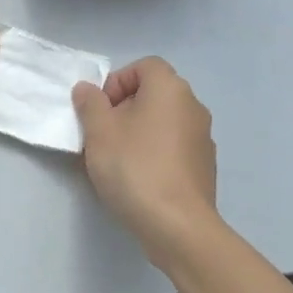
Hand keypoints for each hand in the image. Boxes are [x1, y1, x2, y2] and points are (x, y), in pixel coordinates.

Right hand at [72, 58, 220, 261]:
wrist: (177, 225)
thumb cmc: (134, 168)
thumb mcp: (99, 132)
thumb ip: (90, 104)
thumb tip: (87, 89)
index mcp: (170, 89)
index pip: (144, 66)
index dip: (117, 82)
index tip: (100, 110)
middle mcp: (193, 106)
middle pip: (153, 94)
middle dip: (124, 109)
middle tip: (102, 135)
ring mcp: (203, 138)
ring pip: (163, 122)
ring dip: (138, 132)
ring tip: (116, 160)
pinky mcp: (204, 167)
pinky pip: (173, 147)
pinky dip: (155, 153)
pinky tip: (138, 180)